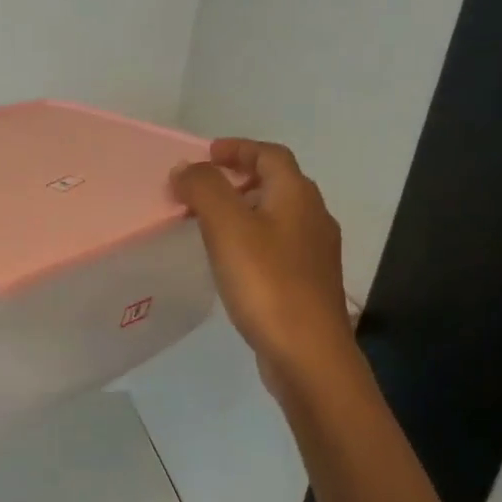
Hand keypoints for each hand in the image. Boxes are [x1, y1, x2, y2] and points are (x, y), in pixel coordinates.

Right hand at [171, 139, 353, 399]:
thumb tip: (186, 168)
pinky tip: (232, 263)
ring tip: (209, 225)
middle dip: (240, 178)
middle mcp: (313, 217)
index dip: (238, 149)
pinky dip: (252, 240)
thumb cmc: (267, 283)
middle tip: (202, 190)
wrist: (307, 352)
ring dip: (245, 210)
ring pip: (278, 216)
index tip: (206, 155)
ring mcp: (315, 253)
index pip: (269, 155)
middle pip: (277, 183)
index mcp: (297, 195)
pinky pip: (278, 246)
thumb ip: (204, 189)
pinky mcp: (308, 284)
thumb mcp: (227, 227)